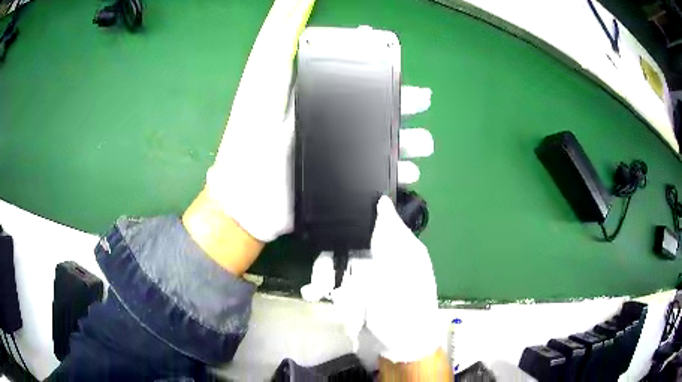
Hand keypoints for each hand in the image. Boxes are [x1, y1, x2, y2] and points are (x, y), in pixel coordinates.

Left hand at [206, 84, 432, 242]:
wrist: (249, 196)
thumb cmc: (252, 135)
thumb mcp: (264, 78)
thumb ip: (280, 39)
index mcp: (317, 95)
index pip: (358, 78)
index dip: (382, 71)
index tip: (399, 66)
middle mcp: (332, 122)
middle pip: (379, 108)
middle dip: (405, 104)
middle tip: (422, 102)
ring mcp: (341, 153)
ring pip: (385, 141)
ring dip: (409, 139)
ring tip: (422, 144)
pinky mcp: (345, 182)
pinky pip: (380, 176)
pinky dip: (400, 173)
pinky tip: (411, 172)